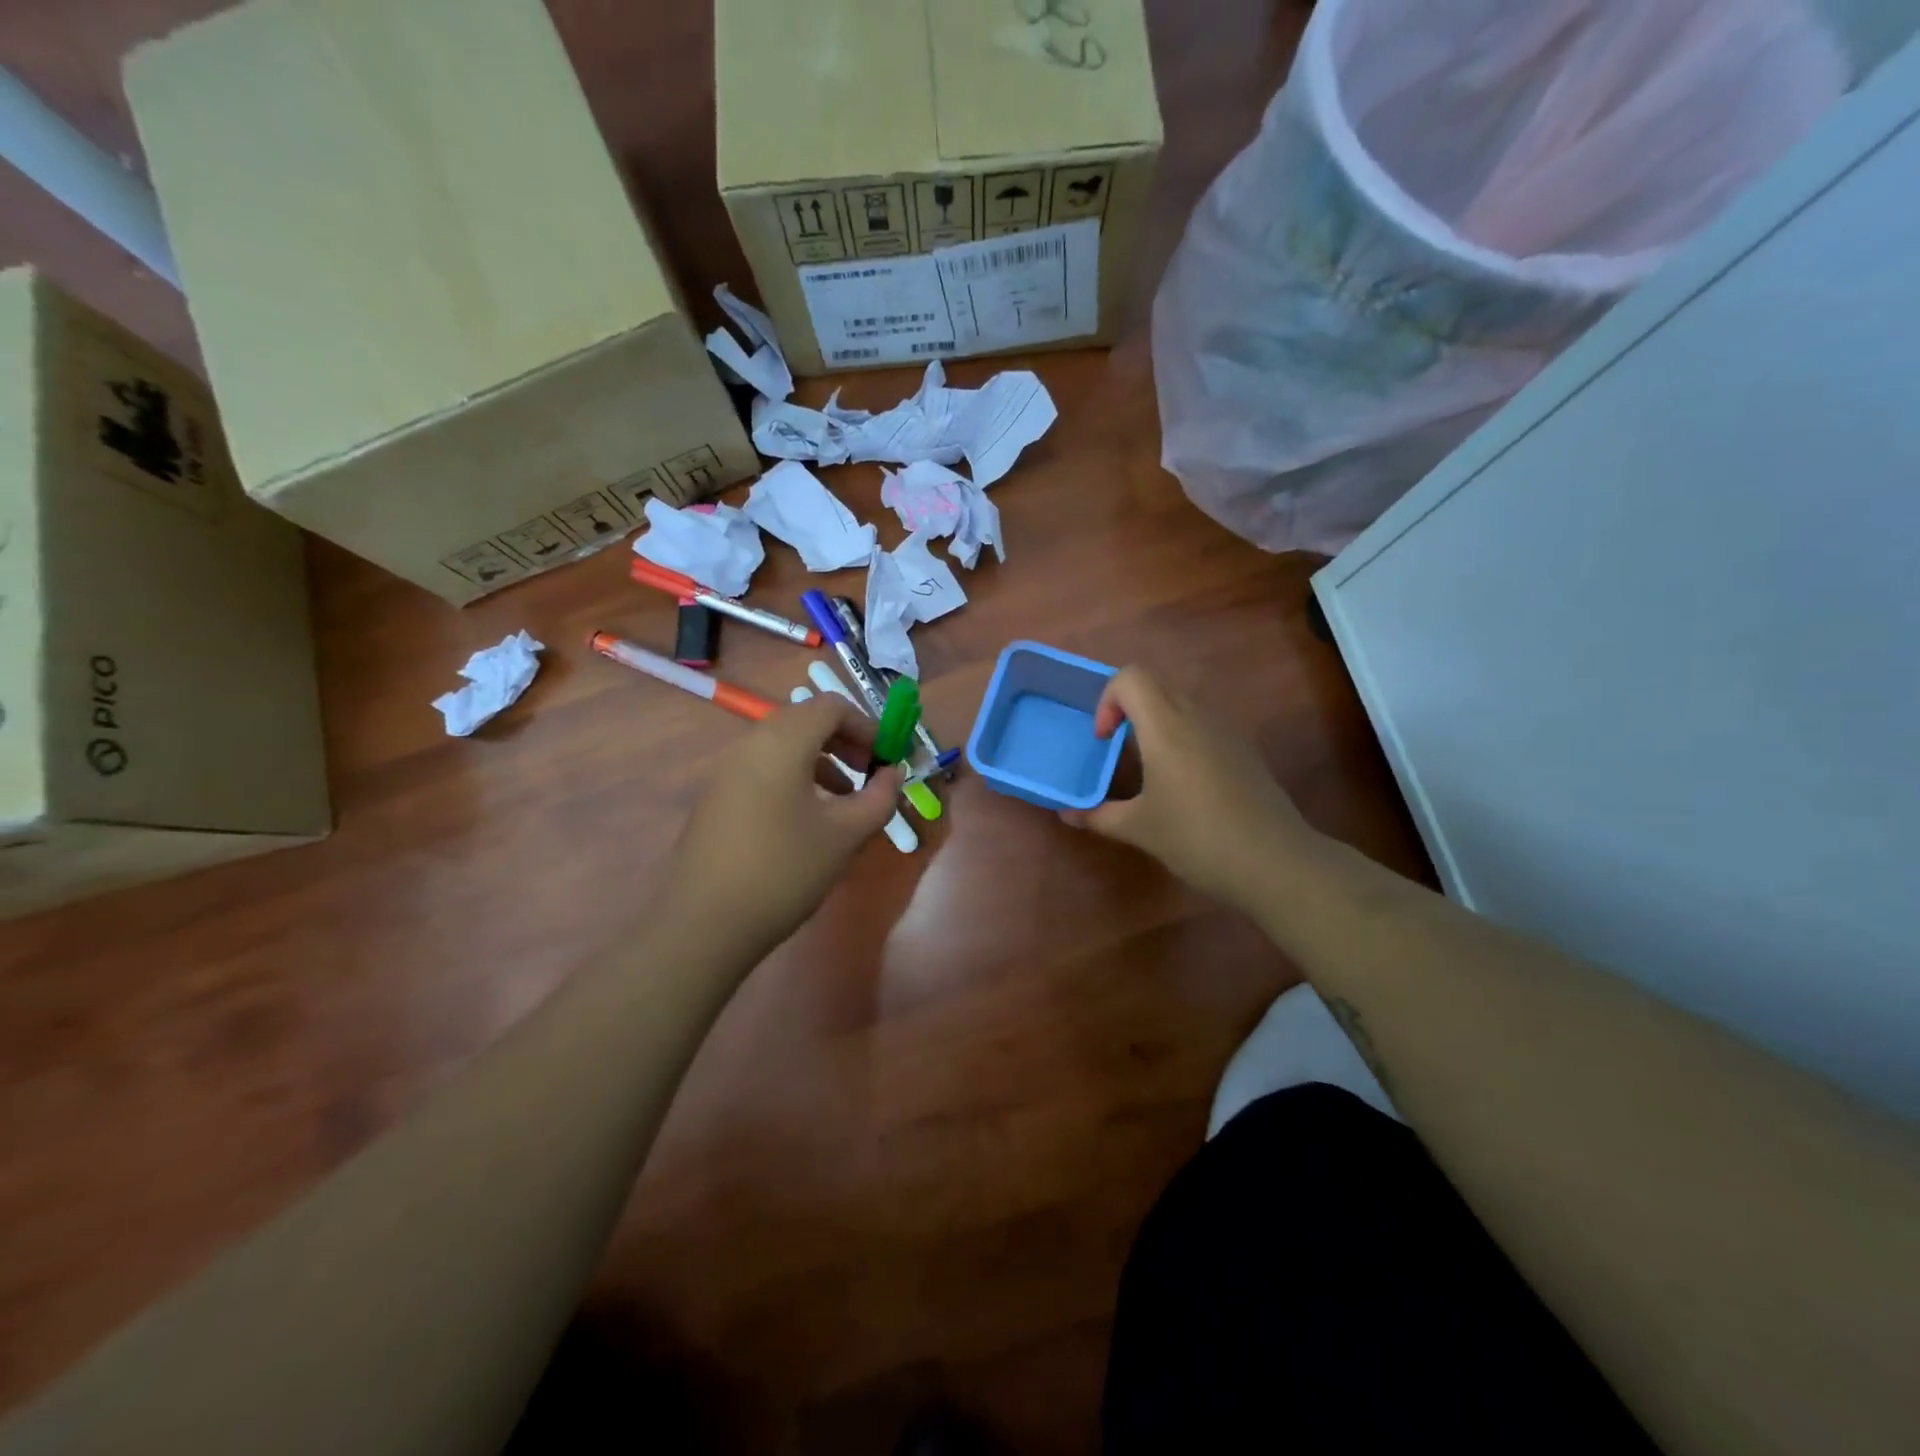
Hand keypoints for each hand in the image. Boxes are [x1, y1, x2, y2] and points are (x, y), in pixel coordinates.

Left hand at [665, 695, 905, 954]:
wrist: (704, 923)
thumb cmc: (784, 870)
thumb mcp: (844, 835)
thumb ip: (878, 798)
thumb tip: (893, 774)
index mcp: (782, 742)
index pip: (831, 706)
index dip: (867, 726)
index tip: (887, 758)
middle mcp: (751, 744)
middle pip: (806, 720)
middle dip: (846, 741)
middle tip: (870, 774)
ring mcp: (728, 770)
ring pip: (785, 746)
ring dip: (822, 760)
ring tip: (845, 800)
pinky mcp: (718, 796)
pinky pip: (765, 768)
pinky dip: (796, 777)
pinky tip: (808, 819)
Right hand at [1062, 667, 1322, 913]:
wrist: (1276, 862)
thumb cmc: (1198, 839)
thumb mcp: (1140, 829)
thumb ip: (1099, 815)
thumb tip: (1068, 814)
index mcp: (1166, 727)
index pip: (1130, 678)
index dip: (1107, 701)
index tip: (1104, 741)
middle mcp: (1197, 717)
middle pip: (1155, 687)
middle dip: (1127, 711)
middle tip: (1117, 752)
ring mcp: (1226, 731)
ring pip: (1181, 705)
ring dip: (1156, 724)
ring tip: (1148, 770)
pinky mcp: (1244, 750)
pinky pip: (1203, 726)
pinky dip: (1182, 739)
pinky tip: (1184, 786)